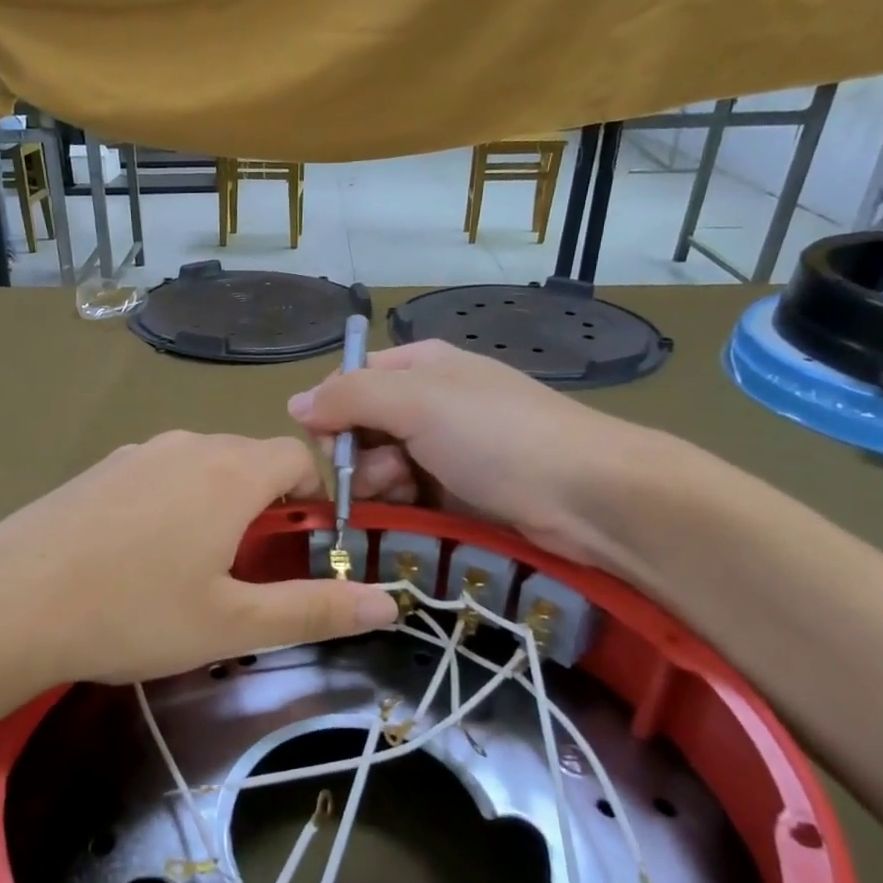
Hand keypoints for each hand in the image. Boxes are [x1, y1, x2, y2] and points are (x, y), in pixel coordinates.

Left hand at [0, 432, 399, 692]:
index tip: (304, 550)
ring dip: (217, 508)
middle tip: (250, 573)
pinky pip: (156, 477)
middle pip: (250, 461)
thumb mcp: (233, 625)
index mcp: (229, 471)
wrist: (5, 605)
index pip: (300, 457)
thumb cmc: (132, 614)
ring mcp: (134, 454)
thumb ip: (316, 609)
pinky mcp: (96, 471)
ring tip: (193, 573)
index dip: (316, 499)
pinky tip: (137, 560)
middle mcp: (185, 445)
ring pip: (201, 468)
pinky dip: (171, 507)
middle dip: (267, 508)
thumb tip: (391, 603)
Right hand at [286, 340, 675, 571]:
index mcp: (419, 367)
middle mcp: (429, 403)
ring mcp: (445, 451)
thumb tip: (294, 404)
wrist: (587, 496)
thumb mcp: (417, 401)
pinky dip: (403, 507)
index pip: (349, 383)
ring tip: (406, 496)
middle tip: (382, 476)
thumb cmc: (498, 435)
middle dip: (358, 457)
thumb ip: (349, 397)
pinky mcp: (457, 494)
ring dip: (380, 486)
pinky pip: (408, 497)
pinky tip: (417, 514)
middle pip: (361, 430)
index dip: (331, 415)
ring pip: (380, 469)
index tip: (334, 448)